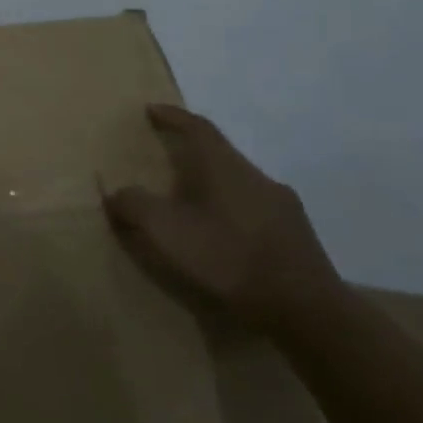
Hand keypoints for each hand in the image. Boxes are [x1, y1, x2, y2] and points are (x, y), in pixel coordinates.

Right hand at [102, 104, 341, 334]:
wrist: (307, 312)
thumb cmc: (229, 258)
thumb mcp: (166, 231)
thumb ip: (135, 206)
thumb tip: (116, 193)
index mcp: (225, 167)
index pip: (198, 127)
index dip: (173, 116)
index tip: (152, 110)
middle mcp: (257, 177)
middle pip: (220, 155)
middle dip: (192, 155)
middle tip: (167, 163)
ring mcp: (283, 207)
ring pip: (240, 185)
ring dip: (214, 188)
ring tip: (193, 207)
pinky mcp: (298, 238)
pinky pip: (256, 212)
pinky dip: (234, 215)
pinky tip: (226, 239)